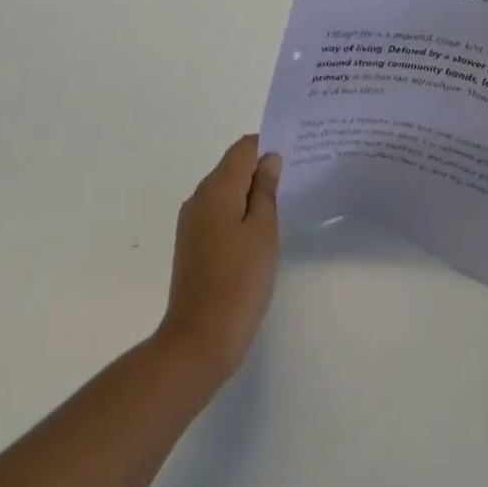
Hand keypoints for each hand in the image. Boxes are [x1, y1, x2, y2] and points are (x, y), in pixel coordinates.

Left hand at [156, 136, 281, 385]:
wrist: (198, 340)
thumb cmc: (238, 283)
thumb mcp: (263, 233)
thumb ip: (266, 191)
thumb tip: (269, 159)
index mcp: (215, 189)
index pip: (242, 148)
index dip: (268, 146)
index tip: (295, 155)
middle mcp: (198, 197)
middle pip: (232, 168)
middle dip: (261, 169)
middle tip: (295, 181)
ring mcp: (191, 222)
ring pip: (225, 191)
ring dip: (250, 193)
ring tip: (282, 207)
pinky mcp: (192, 244)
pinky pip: (218, 213)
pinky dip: (238, 213)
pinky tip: (259, 233)